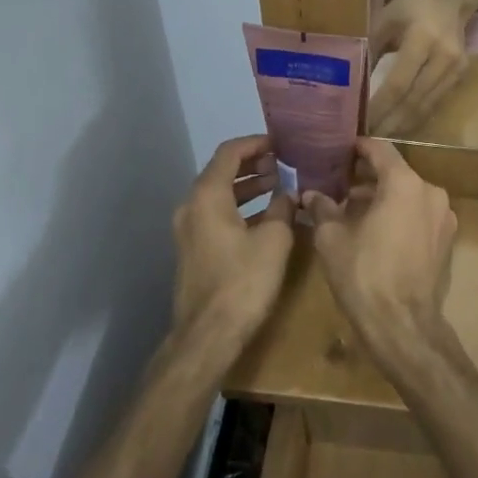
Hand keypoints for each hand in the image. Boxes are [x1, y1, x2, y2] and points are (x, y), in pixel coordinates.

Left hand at [172, 135, 297, 343]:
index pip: (229, 153)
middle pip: (221, 172)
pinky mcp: (193, 250)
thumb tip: (288, 194)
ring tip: (278, 186)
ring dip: (247, 187)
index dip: (256, 143)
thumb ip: (282, 208)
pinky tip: (265, 217)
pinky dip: (239, 208)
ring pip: (219, 195)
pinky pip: (216, 215)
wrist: (208, 334)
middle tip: (283, 164)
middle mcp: (191, 206)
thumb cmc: (244, 280)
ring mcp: (188, 230)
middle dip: (253, 165)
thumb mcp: (274, 239)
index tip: (281, 143)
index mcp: (208, 196)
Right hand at [304, 138, 458, 362]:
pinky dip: (400, 215)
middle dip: (368, 177)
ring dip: (384, 198)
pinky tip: (378, 232)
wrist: (402, 324)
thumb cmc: (363, 274)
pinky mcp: (448, 240)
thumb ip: (322, 208)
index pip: (380, 150)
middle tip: (340, 184)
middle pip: (397, 173)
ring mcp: (444, 217)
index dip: (358, 148)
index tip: (340, 150)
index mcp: (405, 184)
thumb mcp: (331, 238)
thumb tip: (310, 195)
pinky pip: (420, 215)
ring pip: (409, 195)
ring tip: (354, 211)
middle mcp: (431, 192)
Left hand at [370, 0, 471, 135]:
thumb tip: (353, 82)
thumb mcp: (386, 18)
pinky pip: (436, 102)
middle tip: (368, 138)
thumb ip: (371, 47)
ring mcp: (456, 68)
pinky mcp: (461, 75)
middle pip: (414, 100)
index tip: (362, 121)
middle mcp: (443, 57)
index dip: (380, 105)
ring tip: (381, 136)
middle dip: (390, 122)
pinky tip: (400, 124)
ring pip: (427, 106)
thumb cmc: (412, 4)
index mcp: (423, 38)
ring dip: (403, 124)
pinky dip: (417, 116)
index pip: (399, 82)